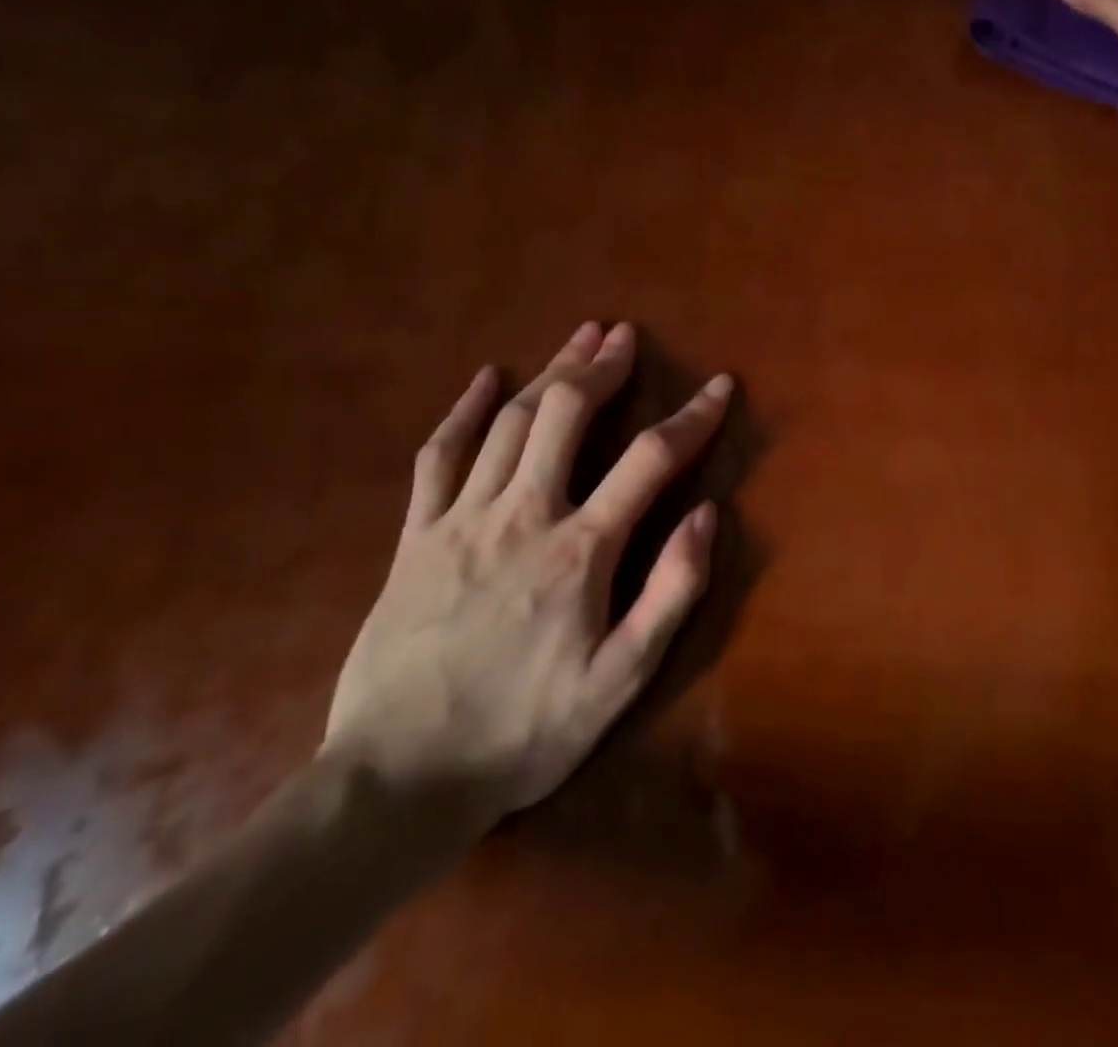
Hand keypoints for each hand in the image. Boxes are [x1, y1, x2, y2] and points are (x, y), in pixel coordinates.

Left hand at [324, 320, 731, 833]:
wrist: (396, 783)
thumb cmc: (523, 733)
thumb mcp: (620, 681)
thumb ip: (671, 593)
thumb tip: (708, 515)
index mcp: (579, 551)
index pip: (650, 460)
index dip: (692, 417)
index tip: (720, 385)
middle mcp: (522, 515)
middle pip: (565, 415)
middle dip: (602, 367)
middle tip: (625, 335)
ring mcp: (460, 519)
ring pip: (510, 421)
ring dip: (550, 372)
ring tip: (580, 337)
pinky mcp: (414, 536)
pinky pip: (438, 455)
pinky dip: (464, 409)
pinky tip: (485, 377)